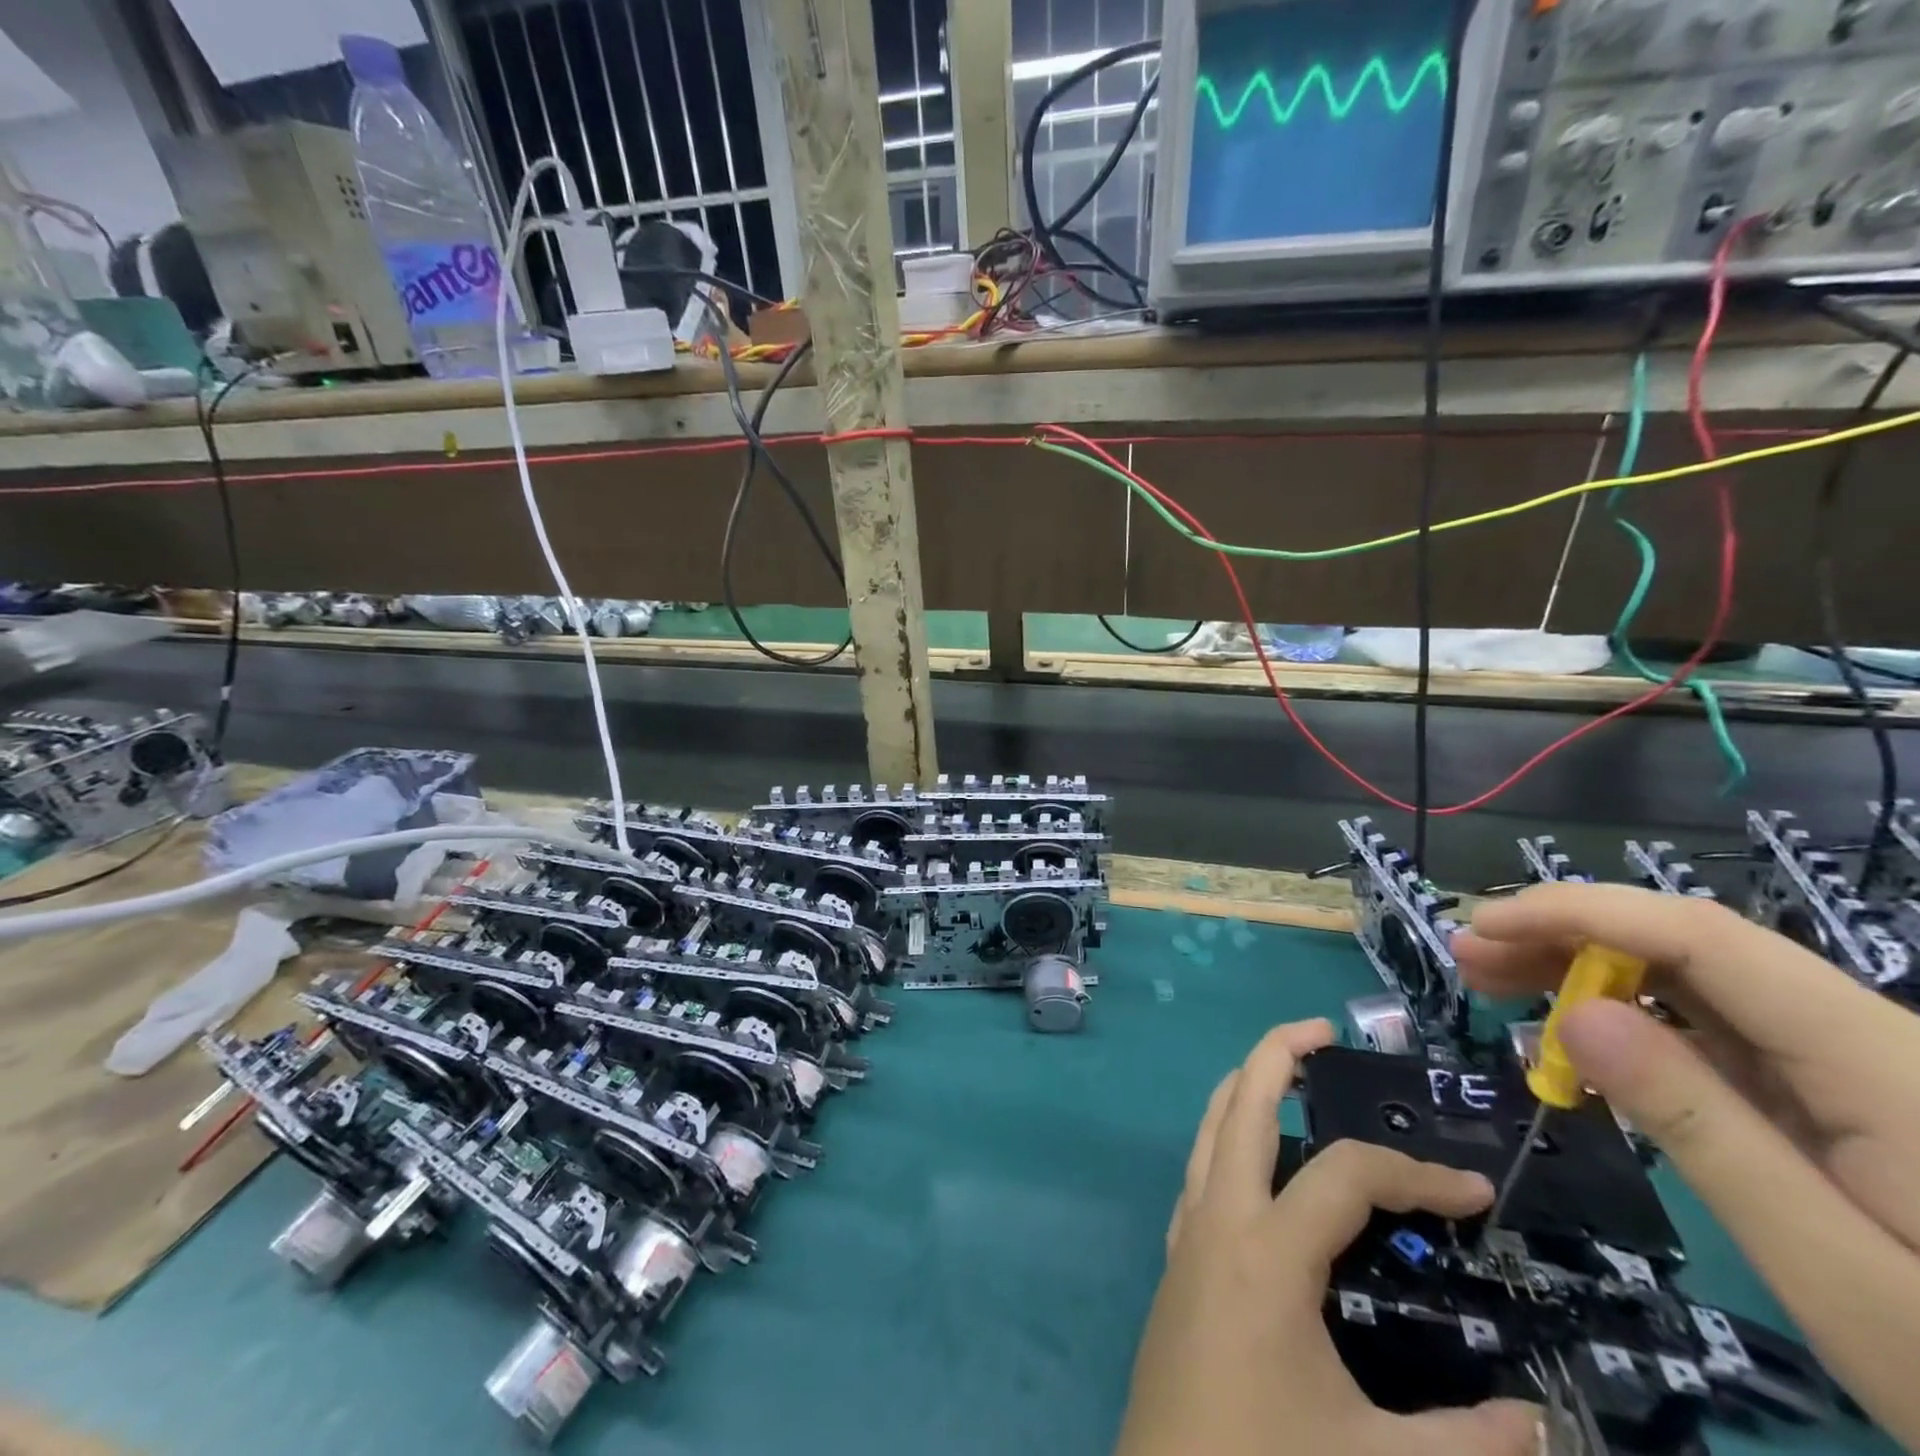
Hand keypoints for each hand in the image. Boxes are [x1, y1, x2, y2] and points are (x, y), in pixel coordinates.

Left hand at [1116, 1020, 1539, 1455]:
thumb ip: (1471, 1445)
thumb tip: (1545, 1425)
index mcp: (1266, 1250)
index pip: (1347, 1176)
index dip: (1416, 1175)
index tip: (1477, 1192)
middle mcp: (1218, 1218)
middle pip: (1242, 1104)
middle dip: (1278, 1054)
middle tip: (1323, 1030)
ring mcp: (1188, 1233)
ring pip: (1210, 1128)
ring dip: (1246, 1087)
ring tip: (1289, 1070)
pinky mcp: (1177, 1259)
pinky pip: (1201, 1169)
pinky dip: (1228, 1137)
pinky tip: (1260, 1161)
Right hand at [1456, 884, 1919, 1453]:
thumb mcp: (1839, 1276)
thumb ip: (1704, 1131)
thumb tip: (1579, 1016)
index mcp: (1887, 1069)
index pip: (1708, 941)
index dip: (1583, 913)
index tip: (1484, 927)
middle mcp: (1872, 1043)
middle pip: (1695, 947)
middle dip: (1567, 935)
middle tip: (1468, 955)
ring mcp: (1859, 1069)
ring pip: (1698, 981)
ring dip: (1587, 970)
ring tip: (1494, 980)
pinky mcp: (1844, 1100)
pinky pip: (1716, 1033)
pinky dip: (1629, 1022)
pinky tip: (1575, 1037)